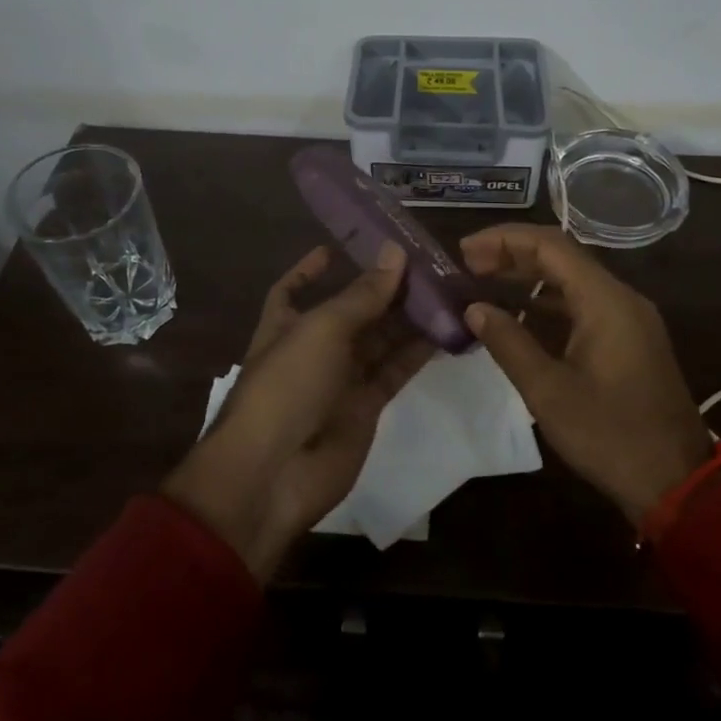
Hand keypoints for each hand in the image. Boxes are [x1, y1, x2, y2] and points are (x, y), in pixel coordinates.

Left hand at [163, 243, 431, 580]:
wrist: (275, 474)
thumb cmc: (287, 385)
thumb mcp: (323, 329)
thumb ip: (363, 294)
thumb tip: (395, 251)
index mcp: (286, 325)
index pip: (294, 289)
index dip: (311, 269)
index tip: (340, 247)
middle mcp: (313, 349)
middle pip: (352, 311)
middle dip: (382, 288)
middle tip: (424, 263)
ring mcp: (340, 380)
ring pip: (379, 340)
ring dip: (408, 317)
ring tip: (444, 289)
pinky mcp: (366, 407)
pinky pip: (395, 371)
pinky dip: (418, 353)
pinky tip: (446, 330)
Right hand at [460, 223, 709, 525]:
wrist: (676, 481)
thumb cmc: (610, 436)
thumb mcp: (549, 392)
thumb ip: (509, 343)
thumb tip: (474, 308)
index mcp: (606, 301)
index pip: (550, 245)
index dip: (504, 240)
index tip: (464, 250)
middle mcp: (621, 298)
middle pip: (562, 256)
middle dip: (513, 254)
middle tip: (467, 264)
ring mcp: (630, 318)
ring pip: (573, 279)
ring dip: (530, 276)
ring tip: (485, 281)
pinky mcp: (630, 339)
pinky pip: (585, 304)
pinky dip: (549, 301)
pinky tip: (520, 314)